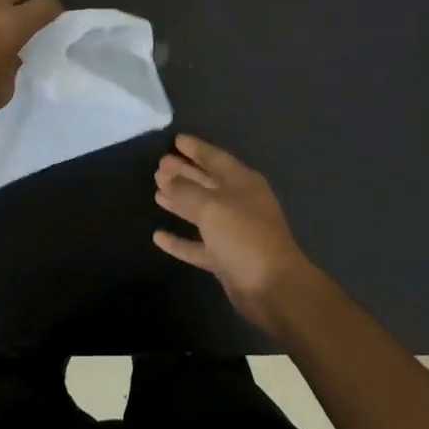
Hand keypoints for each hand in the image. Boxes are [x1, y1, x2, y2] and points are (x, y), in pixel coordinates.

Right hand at [153, 135, 326, 335]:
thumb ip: (186, 191)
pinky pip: (198, 244)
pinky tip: (158, 236)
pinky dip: (180, 240)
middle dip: (184, 173)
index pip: (215, 158)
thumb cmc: (244, 236)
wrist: (272, 287)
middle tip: (160, 166)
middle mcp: (240, 203)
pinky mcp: (226, 258)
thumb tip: (167, 178)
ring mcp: (234, 232)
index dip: (196, 149)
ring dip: (181, 202)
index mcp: (243, 183)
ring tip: (157, 192)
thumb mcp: (212, 206)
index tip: (176, 140)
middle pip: (207, 183)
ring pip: (202, 212)